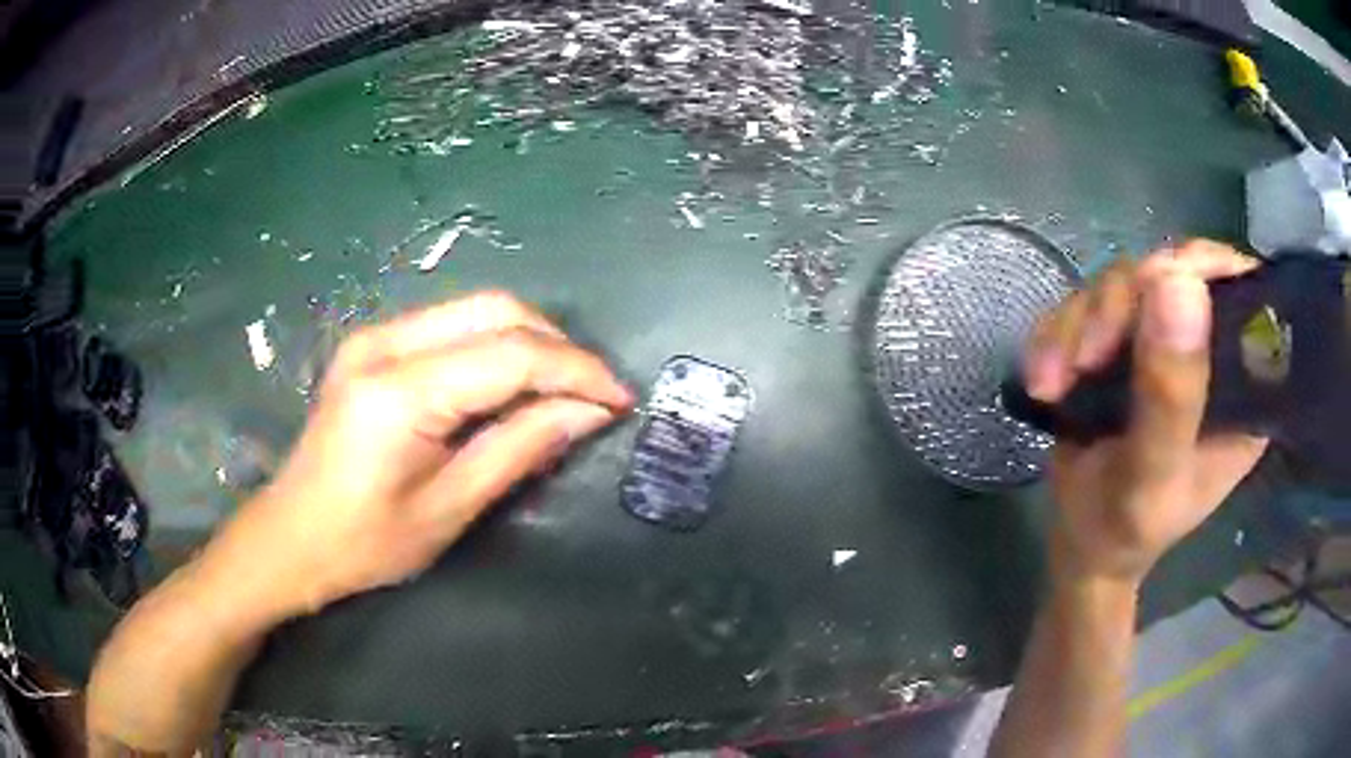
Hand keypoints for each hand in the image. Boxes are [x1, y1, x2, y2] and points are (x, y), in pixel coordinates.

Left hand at [208, 291, 633, 618]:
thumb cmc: (365, 543)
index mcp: (399, 392)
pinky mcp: (374, 344)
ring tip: (563, 390)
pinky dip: (497, 346)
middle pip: (496, 310)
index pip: (510, 355)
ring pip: (477, 309)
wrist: (291, 536)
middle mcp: (385, 343)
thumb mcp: (449, 508)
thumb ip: (519, 449)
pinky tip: (513, 384)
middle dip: (558, 346)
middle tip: (594, 395)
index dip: (576, 371)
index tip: (620, 400)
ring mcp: (375, 336)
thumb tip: (589, 412)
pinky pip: (453, 325)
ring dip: (531, 341)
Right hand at [1024, 241, 1268, 583]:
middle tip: (1086, 360)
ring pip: (1122, 284)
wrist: (1080, 544)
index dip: (1204, 270)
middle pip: (1172, 275)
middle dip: (1120, 308)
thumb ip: (1171, 395)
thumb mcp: (1152, 476)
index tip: (1157, 290)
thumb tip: (1178, 282)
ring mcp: (1163, 338)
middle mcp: (1210, 348)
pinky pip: (1085, 303)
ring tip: (1052, 385)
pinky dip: (1056, 335)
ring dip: (1077, 327)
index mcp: (1243, 383)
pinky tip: (1044, 381)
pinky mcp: (1122, 338)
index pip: (1241, 292)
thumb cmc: (1126, 529)